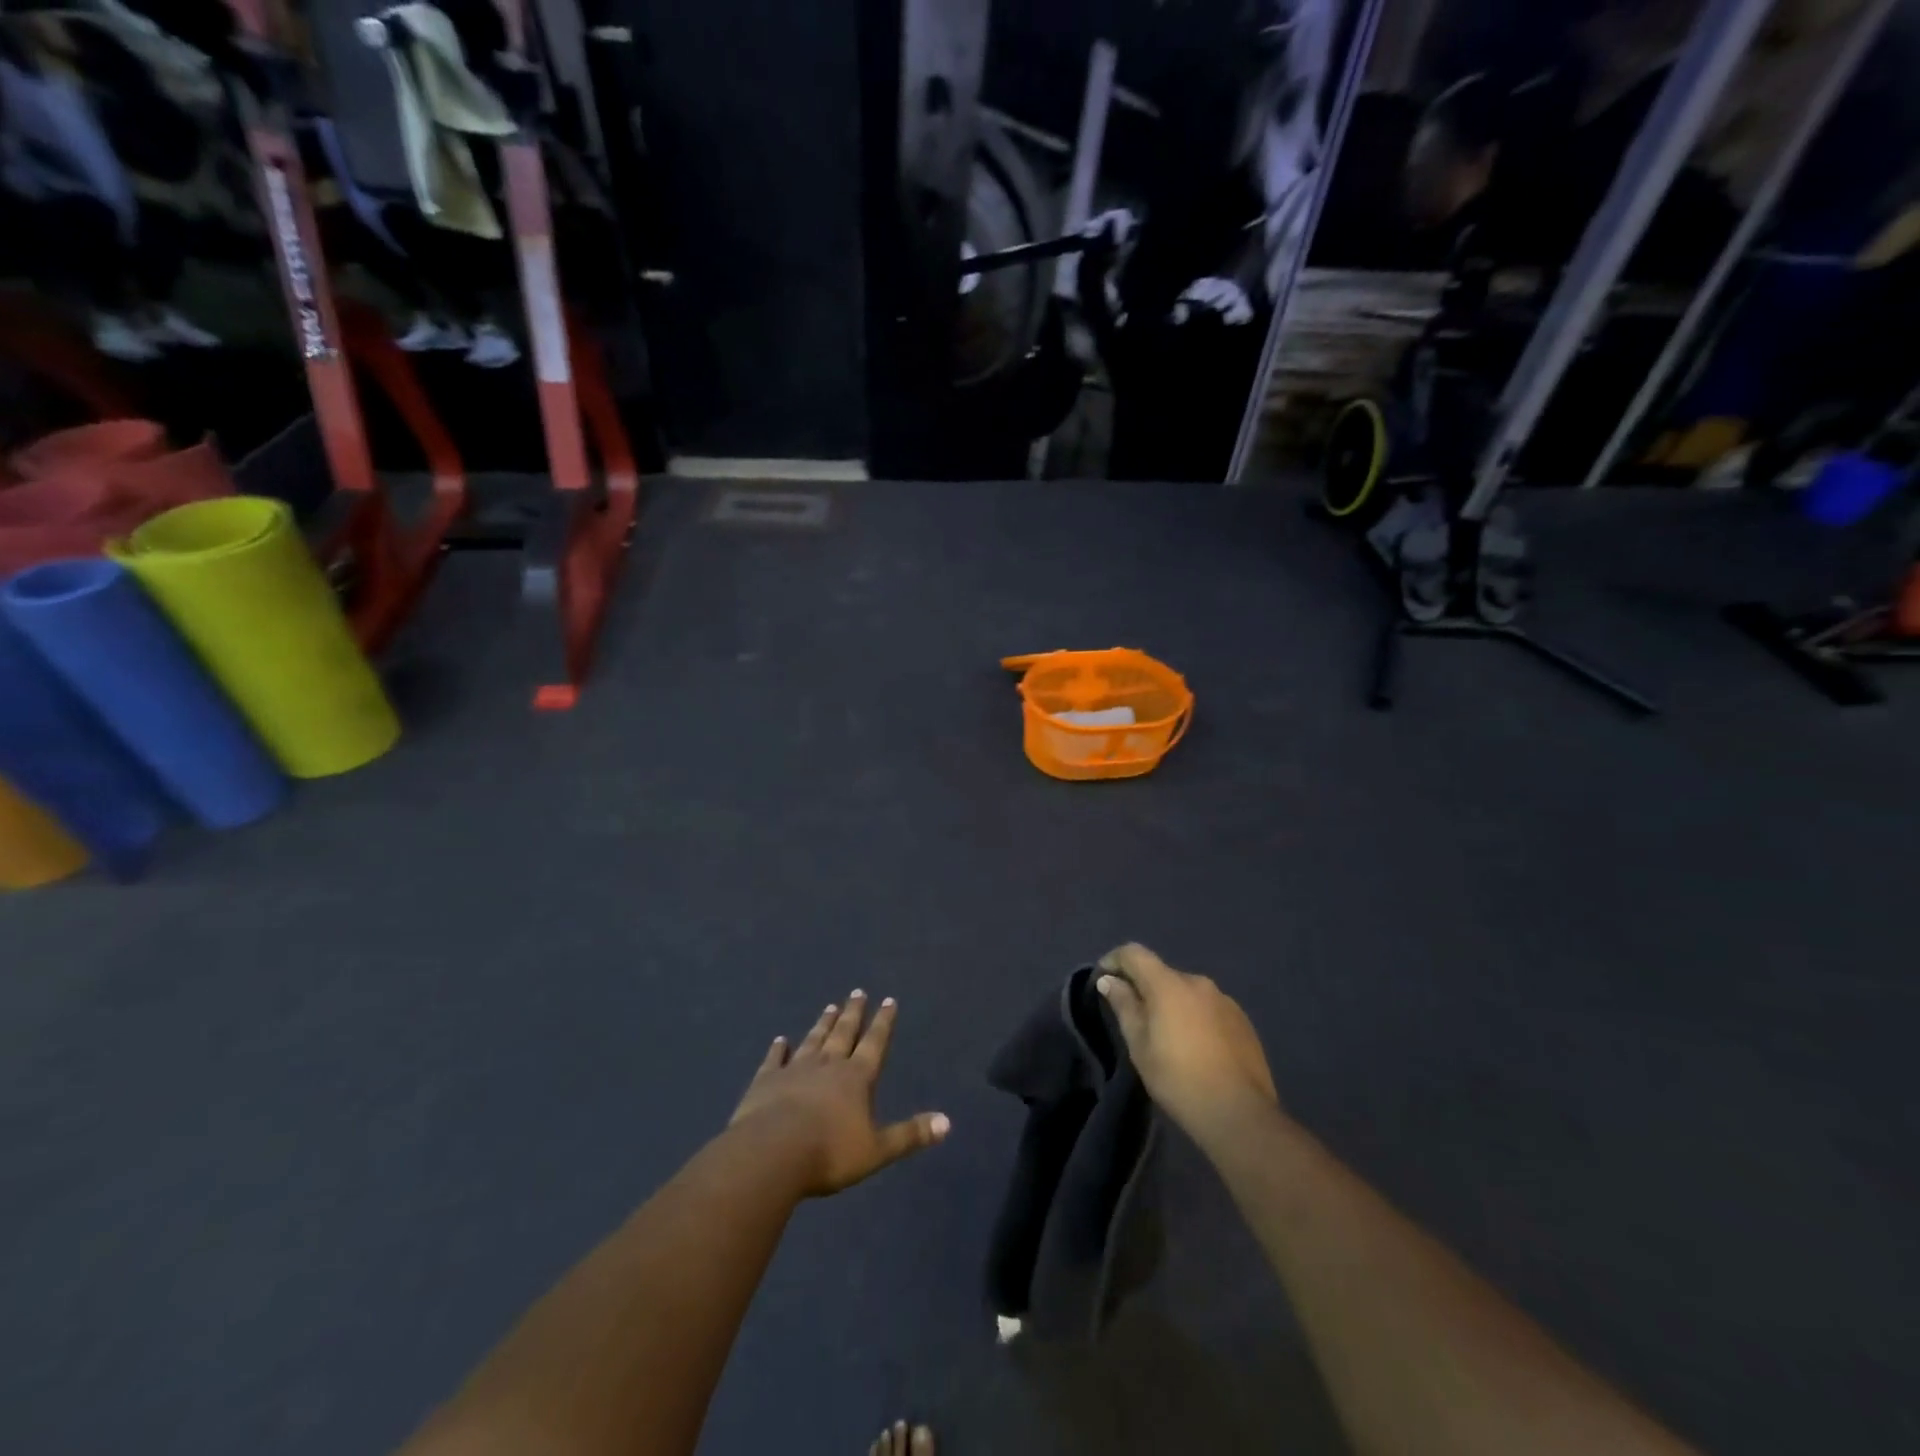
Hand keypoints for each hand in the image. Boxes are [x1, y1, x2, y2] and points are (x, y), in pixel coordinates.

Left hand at [730, 990, 949, 1196]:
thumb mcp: (876, 1149)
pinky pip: (775, 1059)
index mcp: (857, 1077)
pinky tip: (780, 1040)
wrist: (771, 1153)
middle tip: (857, 992)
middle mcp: (828, 1064)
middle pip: (843, 1033)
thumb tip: (947, 1123)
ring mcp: (795, 1069)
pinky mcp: (766, 1080)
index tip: (889, 1000)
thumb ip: (910, 1135)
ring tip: (830, 1006)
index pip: (875, 1043)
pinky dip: (778, 1048)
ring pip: (813, 1040)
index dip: (883, 1022)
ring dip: (823, 1024)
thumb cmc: (829, 1153)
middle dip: (853, 1013)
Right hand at [1095, 944, 1278, 1143]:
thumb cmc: (1179, 1079)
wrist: (1240, 1114)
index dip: (1114, 960)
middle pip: (1161, 973)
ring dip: (1172, 1004)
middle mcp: (1198, 982)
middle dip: (1144, 988)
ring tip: (1168, 1036)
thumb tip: (1110, 980)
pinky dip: (1195, 1017)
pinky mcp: (1242, 1020)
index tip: (1103, 980)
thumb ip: (1124, 1006)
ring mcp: (1224, 1000)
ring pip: (1187, 992)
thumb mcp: (1140, 1045)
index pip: (1134, 953)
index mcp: (1169, 984)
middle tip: (1135, 1018)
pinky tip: (1196, 1046)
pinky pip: (1208, 1008)